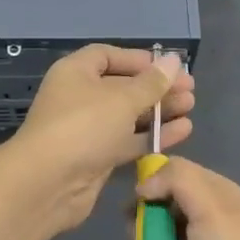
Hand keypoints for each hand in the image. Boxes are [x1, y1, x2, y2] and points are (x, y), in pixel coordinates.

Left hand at [11, 45, 194, 233]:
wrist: (48, 184)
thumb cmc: (84, 126)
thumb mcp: (122, 99)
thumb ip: (152, 82)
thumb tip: (174, 60)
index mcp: (76, 72)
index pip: (108, 56)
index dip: (138, 59)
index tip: (167, 66)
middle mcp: (80, 97)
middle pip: (123, 86)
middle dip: (156, 87)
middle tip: (190, 89)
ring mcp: (88, 129)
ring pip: (129, 115)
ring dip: (159, 111)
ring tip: (191, 107)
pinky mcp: (98, 157)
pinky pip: (129, 141)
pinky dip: (153, 135)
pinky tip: (183, 131)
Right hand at [134, 157, 239, 239]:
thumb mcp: (209, 208)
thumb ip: (177, 181)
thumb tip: (143, 186)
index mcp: (216, 191)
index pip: (177, 170)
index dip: (154, 178)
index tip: (135, 198)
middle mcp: (208, 213)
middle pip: (166, 199)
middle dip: (146, 210)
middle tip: (132, 228)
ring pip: (163, 228)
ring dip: (146, 235)